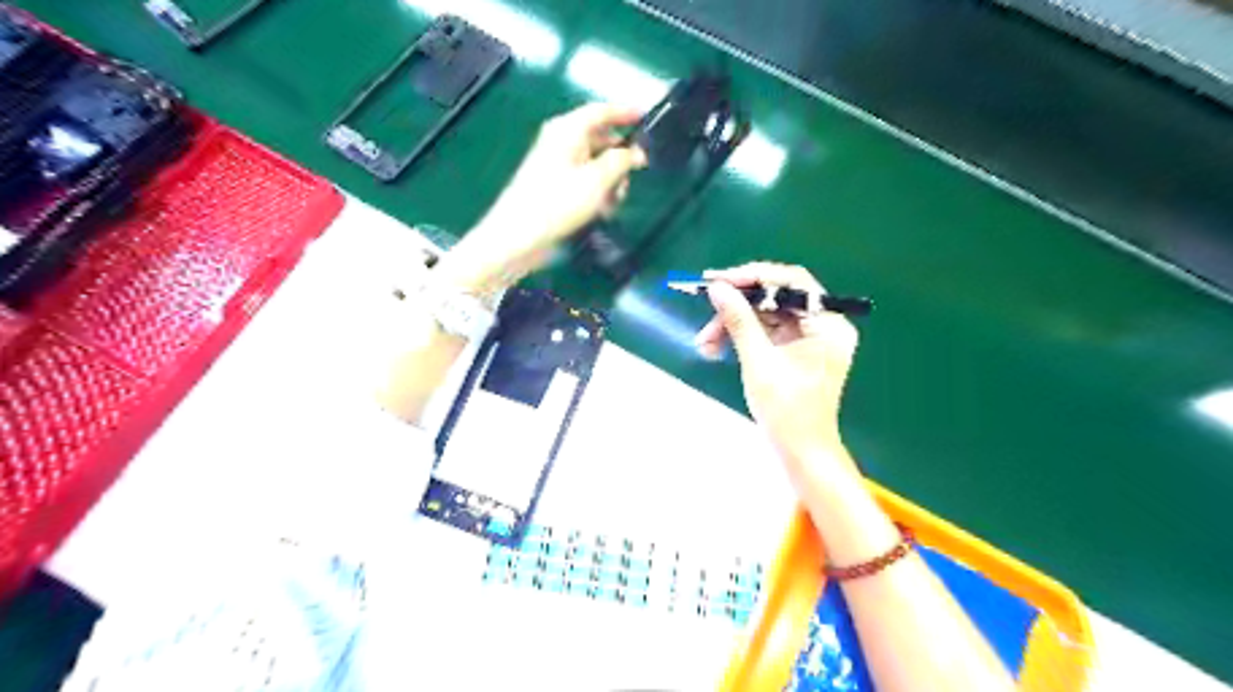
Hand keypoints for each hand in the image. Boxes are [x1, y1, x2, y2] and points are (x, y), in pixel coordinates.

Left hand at [436, 103, 644, 292]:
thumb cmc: (558, 203)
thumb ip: (621, 161)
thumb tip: (637, 153)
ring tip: (615, 201)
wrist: (519, 235)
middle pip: (600, 139)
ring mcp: (556, 164)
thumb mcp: (598, 180)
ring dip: (611, 179)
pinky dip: (597, 191)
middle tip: (636, 175)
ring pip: (595, 163)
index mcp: (568, 130)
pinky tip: (602, 211)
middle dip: (620, 157)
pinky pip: (584, 180)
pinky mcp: (554, 186)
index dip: (625, 112)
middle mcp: (561, 141)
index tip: (646, 117)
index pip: (601, 110)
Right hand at [693, 266, 859, 463]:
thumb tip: (717, 288)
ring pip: (767, 315)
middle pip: (776, 298)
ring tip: (704, 343)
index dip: (753, 276)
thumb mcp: (759, 362)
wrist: (801, 454)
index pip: (792, 282)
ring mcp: (810, 338)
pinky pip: (766, 332)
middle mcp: (824, 325)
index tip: (718, 280)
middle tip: (706, 312)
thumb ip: (739, 321)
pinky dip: (742, 337)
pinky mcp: (796, 351)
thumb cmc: (787, 412)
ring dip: (734, 324)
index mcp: (828, 324)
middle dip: (737, 306)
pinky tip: (716, 348)